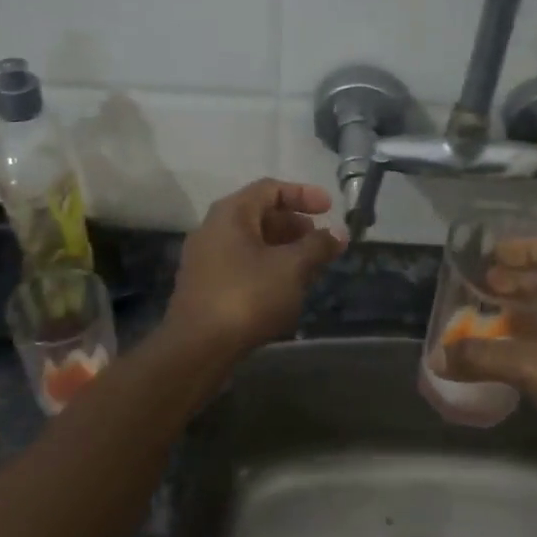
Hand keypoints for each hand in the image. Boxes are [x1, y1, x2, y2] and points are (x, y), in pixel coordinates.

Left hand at [165, 179, 345, 356]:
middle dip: (295, 225)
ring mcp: (205, 259)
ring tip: (311, 268)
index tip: (330, 208)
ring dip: (284, 249)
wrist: (198, 347)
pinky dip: (268, 268)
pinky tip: (286, 290)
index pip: (270, 189)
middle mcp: (213, 229)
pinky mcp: (205, 286)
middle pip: (260, 215)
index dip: (303, 194)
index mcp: (231, 213)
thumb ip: (317, 246)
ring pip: (252, 243)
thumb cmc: (247, 296)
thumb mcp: (291, 268)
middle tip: (321, 241)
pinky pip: (242, 265)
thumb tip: (338, 232)